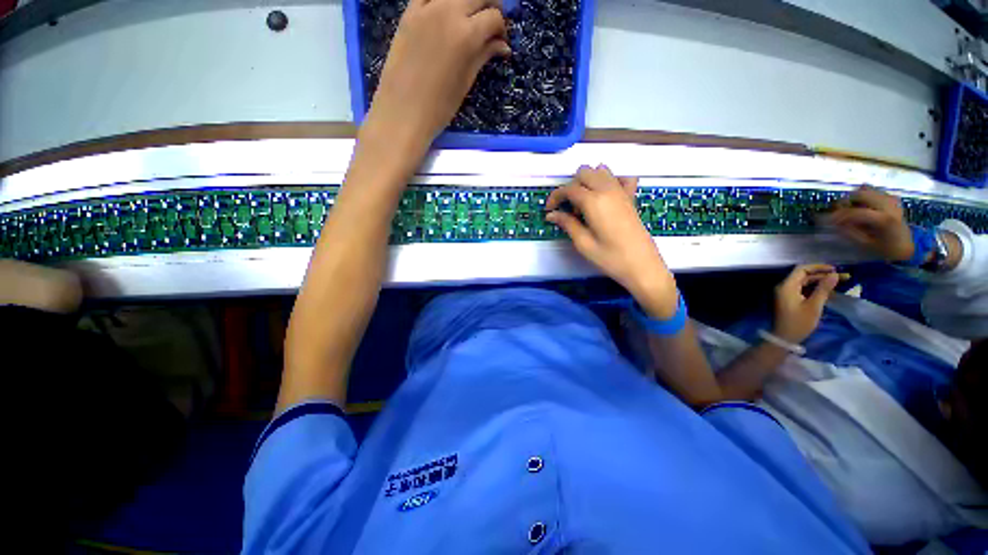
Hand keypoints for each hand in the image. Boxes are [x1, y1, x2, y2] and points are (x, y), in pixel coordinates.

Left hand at [365, 0, 509, 150]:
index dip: (501, 28)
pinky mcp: (408, 12)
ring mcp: (425, 8)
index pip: (494, 17)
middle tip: (490, 22)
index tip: (500, 41)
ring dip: (468, 1)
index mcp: (466, 35)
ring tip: (469, 17)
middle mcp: (448, 12)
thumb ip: (483, 56)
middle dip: (490, 5)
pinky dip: (442, 1)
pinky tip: (445, 13)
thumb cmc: (439, 106)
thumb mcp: (466, 82)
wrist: (402, 112)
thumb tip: (503, 46)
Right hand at [547, 166, 677, 317]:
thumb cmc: (610, 258)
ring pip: (601, 171)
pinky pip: (621, 178)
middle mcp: (608, 190)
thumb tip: (551, 214)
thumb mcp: (583, 243)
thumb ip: (567, 224)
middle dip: (571, 186)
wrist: (642, 266)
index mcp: (593, 201)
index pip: (569, 188)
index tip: (549, 210)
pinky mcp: (631, 198)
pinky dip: (610, 180)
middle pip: (584, 173)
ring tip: (585, 204)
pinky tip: (605, 195)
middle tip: (568, 208)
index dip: (555, 197)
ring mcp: (622, 192)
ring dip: (588, 181)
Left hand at [772, 264, 839, 343]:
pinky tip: (830, 292)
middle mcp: (784, 287)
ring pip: (804, 283)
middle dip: (822, 275)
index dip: (818, 267)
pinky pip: (803, 290)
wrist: (784, 337)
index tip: (834, 269)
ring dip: (821, 282)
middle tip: (842, 277)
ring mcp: (786, 293)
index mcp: (787, 286)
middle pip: (804, 275)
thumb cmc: (799, 322)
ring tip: (839, 283)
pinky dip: (815, 289)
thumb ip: (823, 289)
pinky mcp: (789, 300)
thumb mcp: (814, 306)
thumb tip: (834, 275)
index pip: (801, 270)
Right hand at [827, 186, 914, 261]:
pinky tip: (863, 206)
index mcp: (883, 219)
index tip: (829, 220)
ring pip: (867, 189)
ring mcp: (891, 199)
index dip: (839, 215)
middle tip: (839, 211)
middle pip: (861, 193)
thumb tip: (836, 222)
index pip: (855, 212)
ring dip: (855, 198)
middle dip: (846, 201)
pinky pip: (873, 190)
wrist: (906, 245)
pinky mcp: (891, 198)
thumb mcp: (865, 243)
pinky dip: (864, 196)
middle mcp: (888, 205)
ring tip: (851, 208)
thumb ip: (850, 231)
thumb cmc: (884, 248)